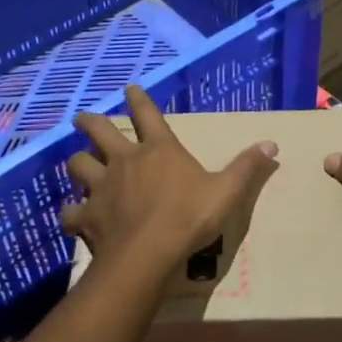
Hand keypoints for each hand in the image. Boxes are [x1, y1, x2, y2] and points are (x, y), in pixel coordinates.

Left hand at [61, 85, 278, 274]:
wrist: (148, 254)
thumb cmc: (189, 218)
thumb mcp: (227, 191)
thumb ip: (246, 167)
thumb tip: (271, 144)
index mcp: (158, 150)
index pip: (147, 114)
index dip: (138, 99)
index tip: (129, 88)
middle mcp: (125, 161)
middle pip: (99, 131)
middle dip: (89, 122)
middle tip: (81, 118)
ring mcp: (101, 187)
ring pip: (78, 165)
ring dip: (77, 163)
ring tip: (77, 164)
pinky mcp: (87, 216)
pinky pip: (71, 212)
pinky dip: (71, 213)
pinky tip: (73, 217)